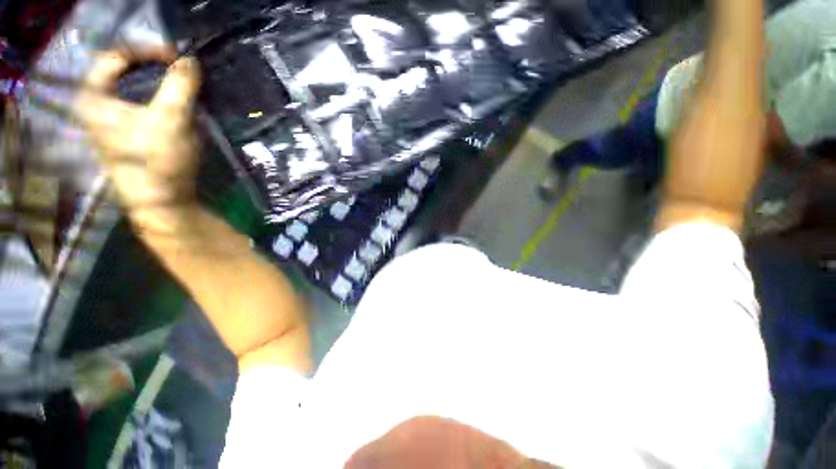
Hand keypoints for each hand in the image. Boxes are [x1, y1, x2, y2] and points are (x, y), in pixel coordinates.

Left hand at [75, 50, 201, 228]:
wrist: (162, 201)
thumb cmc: (159, 160)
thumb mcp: (171, 118)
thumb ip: (180, 84)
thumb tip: (190, 60)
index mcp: (94, 97)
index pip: (115, 56)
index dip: (146, 50)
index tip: (175, 56)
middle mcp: (96, 106)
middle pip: (122, 71)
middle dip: (153, 67)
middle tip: (179, 68)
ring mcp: (110, 121)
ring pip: (131, 88)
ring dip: (157, 83)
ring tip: (180, 84)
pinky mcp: (126, 134)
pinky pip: (139, 104)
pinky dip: (158, 99)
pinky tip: (175, 105)